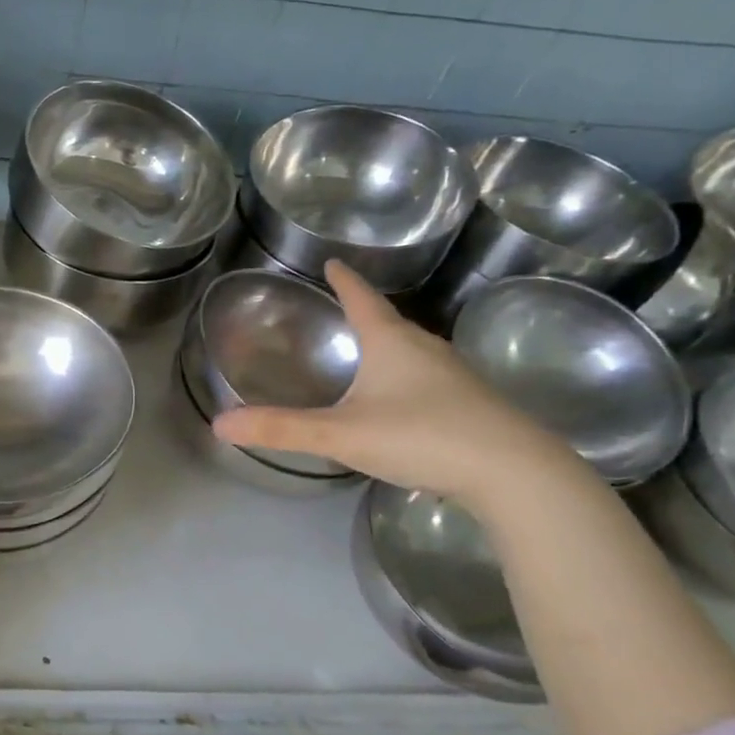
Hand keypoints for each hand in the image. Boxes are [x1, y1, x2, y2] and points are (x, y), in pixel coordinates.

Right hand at [212, 261, 575, 508]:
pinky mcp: (474, 403)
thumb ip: (281, 429)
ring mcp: (455, 376)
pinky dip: (409, 377)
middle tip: (343, 308)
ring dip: (390, 345)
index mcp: (391, 342)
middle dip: (365, 313)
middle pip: (389, 322)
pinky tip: (405, 400)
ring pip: (414, 351)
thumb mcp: (341, 434)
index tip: (332, 262)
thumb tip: (219, 423)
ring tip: (370, 351)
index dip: (344, 281)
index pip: (361, 299)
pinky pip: (431, 378)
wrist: (515, 473)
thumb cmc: (422, 437)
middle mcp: (426, 349)